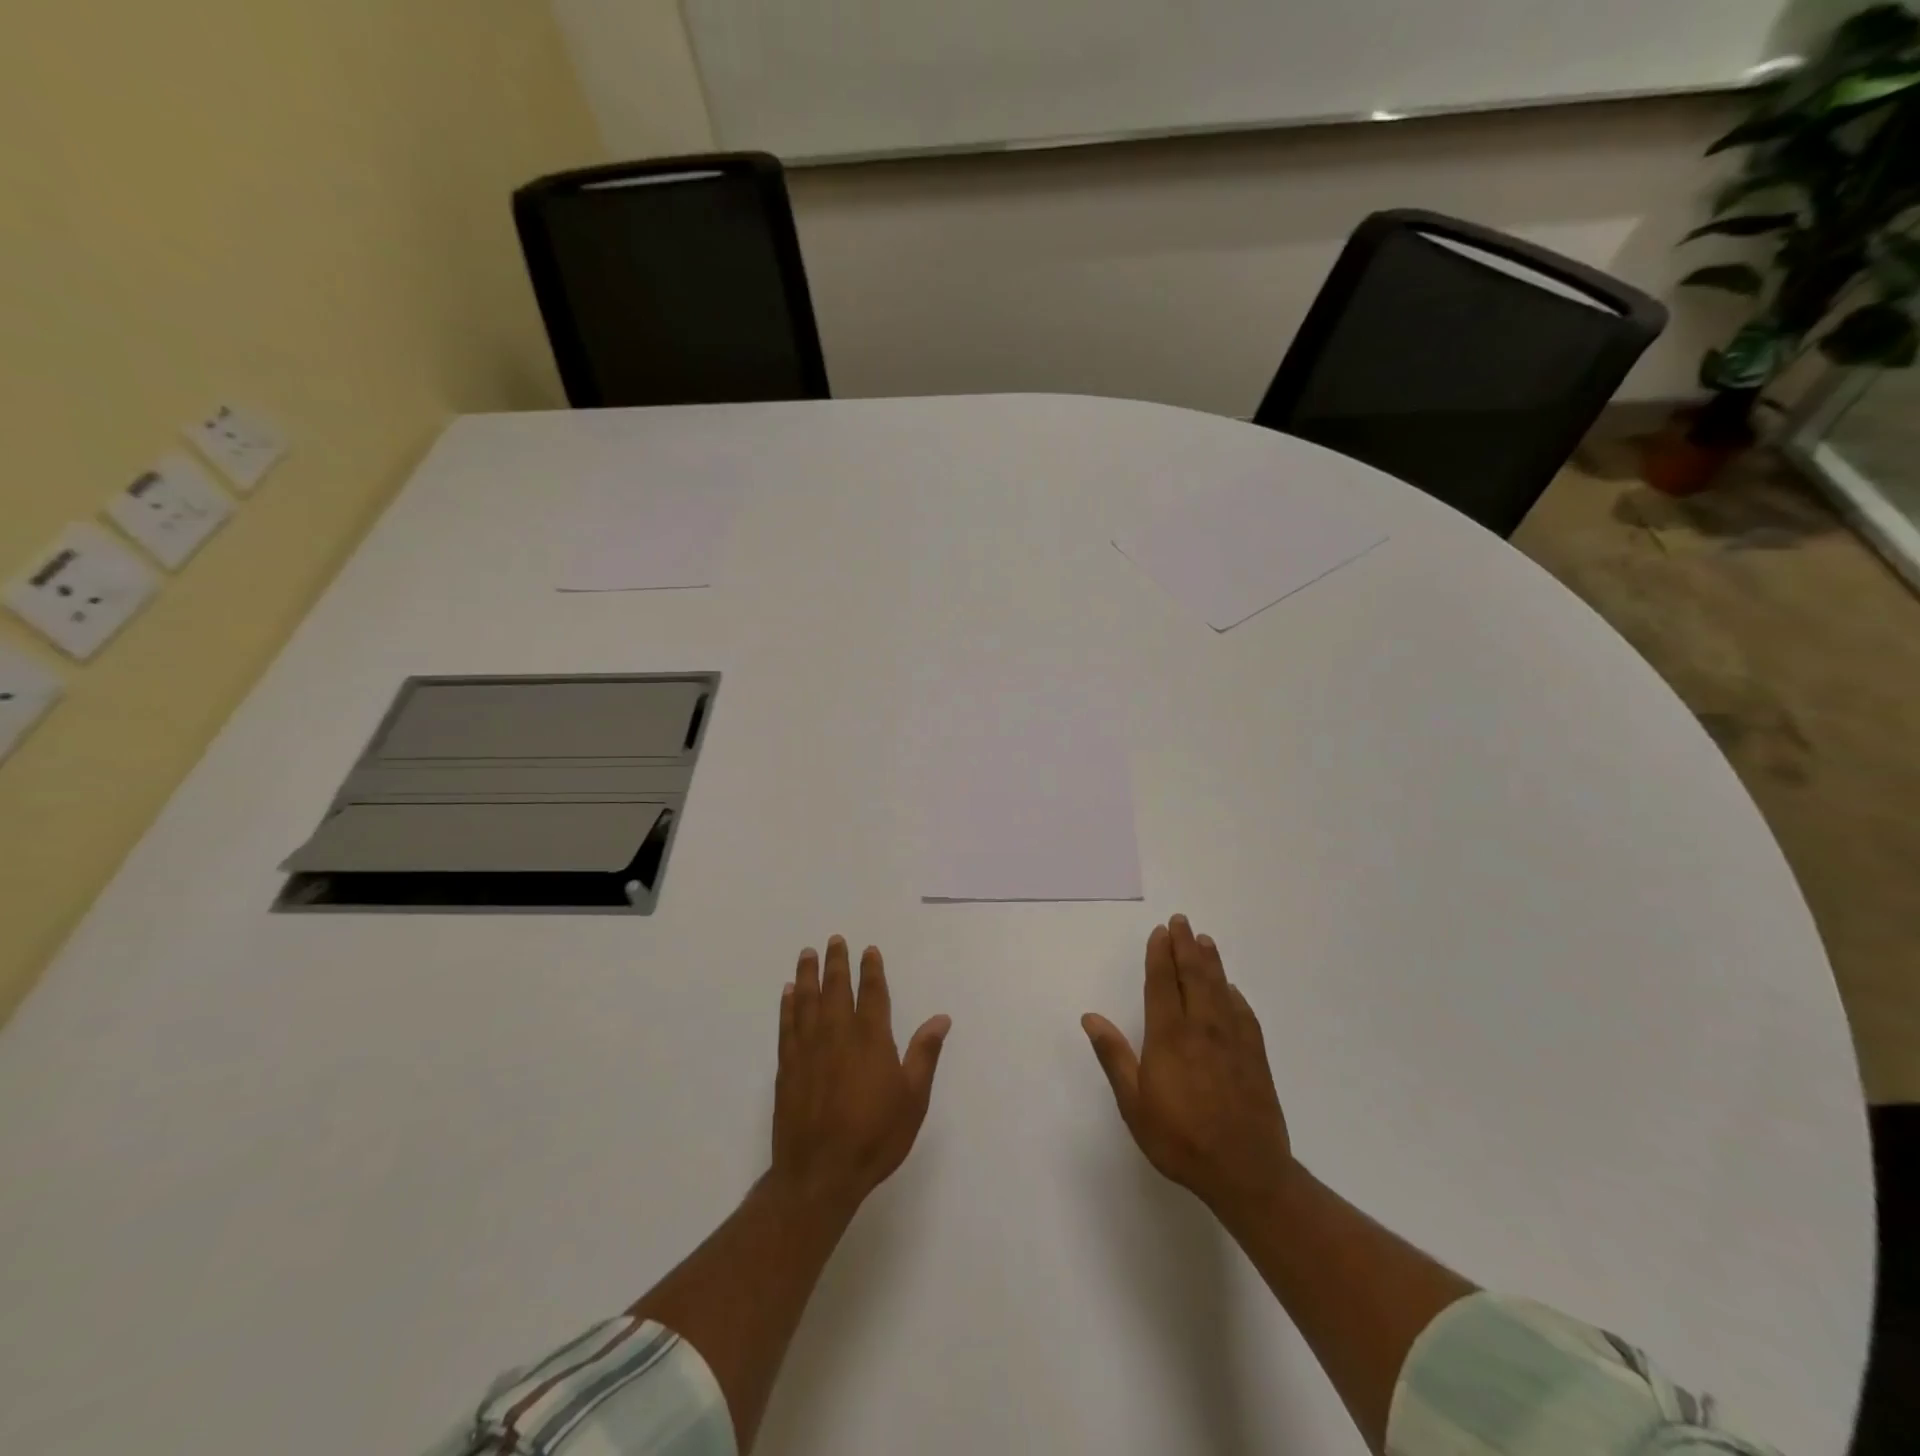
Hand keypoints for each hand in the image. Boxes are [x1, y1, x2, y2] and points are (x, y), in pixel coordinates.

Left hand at [772, 936, 950, 1217]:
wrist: (820, 1174)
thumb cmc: (875, 1137)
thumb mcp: (913, 1099)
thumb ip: (924, 1054)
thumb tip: (941, 1018)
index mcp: (871, 1039)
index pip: (872, 994)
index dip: (871, 970)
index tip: (868, 950)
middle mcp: (837, 1034)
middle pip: (835, 989)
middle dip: (836, 962)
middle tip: (834, 940)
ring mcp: (808, 1050)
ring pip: (807, 1001)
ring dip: (808, 975)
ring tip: (807, 953)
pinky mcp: (787, 1068)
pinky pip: (786, 1026)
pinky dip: (787, 1005)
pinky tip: (788, 993)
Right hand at [1082, 915, 1292, 1215]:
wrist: (1246, 1171)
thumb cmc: (1180, 1139)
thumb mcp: (1134, 1103)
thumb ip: (1114, 1056)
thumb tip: (1090, 1017)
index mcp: (1169, 1036)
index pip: (1162, 983)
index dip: (1160, 955)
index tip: (1160, 932)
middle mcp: (1201, 1028)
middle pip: (1193, 976)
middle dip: (1186, 946)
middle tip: (1182, 922)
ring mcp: (1232, 1040)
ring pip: (1220, 988)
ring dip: (1211, 961)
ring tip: (1205, 940)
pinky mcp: (1254, 1056)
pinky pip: (1243, 1014)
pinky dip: (1234, 995)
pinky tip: (1231, 990)